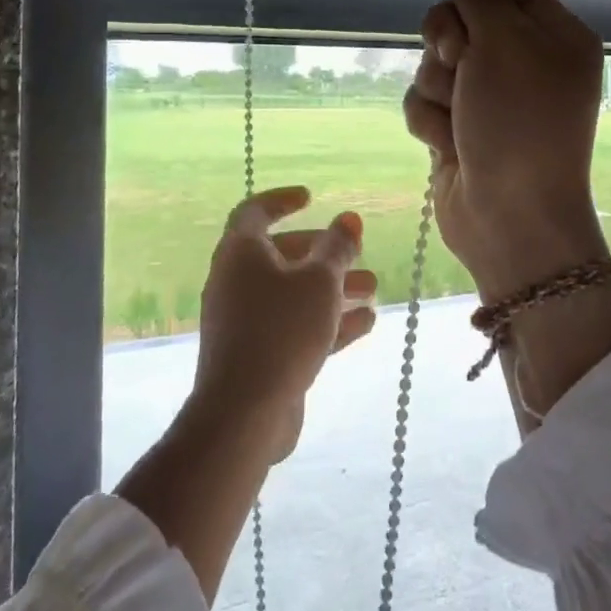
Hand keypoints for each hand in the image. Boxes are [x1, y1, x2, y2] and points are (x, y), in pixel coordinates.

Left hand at [189, 186, 377, 461]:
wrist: (245, 413)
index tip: (312, 197)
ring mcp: (244, 321)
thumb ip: (337, 247)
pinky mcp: (257, 355)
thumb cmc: (282, 330)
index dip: (282, 200)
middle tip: (357, 252)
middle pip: (282, 255)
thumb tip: (348, 218)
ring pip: (292, 294)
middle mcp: (236, 282)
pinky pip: (294, 326)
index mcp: (240, 254)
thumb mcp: (320, 281)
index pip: (255, 212)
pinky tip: (366, 323)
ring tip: (373, 289)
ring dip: (333, 288)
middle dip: (324, 253)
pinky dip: (326, 320)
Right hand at [403, 0, 610, 300]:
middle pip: (458, 17)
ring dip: (440, 87)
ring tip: (462, 119)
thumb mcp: (503, 42)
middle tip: (463, 61)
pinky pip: (425, 101)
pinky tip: (452, 146)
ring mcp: (489, 96)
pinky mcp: (461, 126)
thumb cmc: (519, 123)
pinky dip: (432, 121)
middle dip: (448, 39)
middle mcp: (522, 60)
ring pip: (434, 61)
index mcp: (552, 32)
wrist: (511, 218)